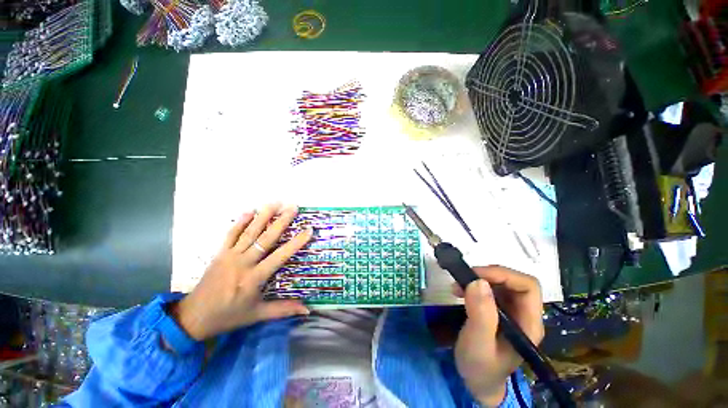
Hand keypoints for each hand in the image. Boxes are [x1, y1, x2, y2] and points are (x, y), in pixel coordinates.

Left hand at [170, 203, 312, 340]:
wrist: (193, 318)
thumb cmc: (228, 316)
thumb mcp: (257, 315)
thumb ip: (283, 310)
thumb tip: (308, 310)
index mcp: (254, 278)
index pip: (280, 256)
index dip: (296, 243)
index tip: (308, 230)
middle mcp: (243, 263)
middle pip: (265, 238)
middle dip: (281, 221)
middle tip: (292, 207)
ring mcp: (229, 256)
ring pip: (249, 232)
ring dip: (262, 216)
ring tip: (274, 203)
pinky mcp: (219, 254)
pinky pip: (230, 235)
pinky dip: (239, 222)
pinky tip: (249, 211)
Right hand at [453, 266, 543, 405]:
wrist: (477, 382)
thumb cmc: (480, 367)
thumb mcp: (478, 344)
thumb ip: (481, 315)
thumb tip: (478, 282)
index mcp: (529, 323)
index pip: (528, 286)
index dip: (503, 275)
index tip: (475, 276)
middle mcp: (524, 314)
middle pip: (514, 281)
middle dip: (488, 275)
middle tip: (463, 278)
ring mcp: (511, 311)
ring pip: (501, 282)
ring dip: (478, 279)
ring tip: (457, 286)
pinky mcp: (498, 310)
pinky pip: (489, 289)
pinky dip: (474, 284)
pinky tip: (460, 291)